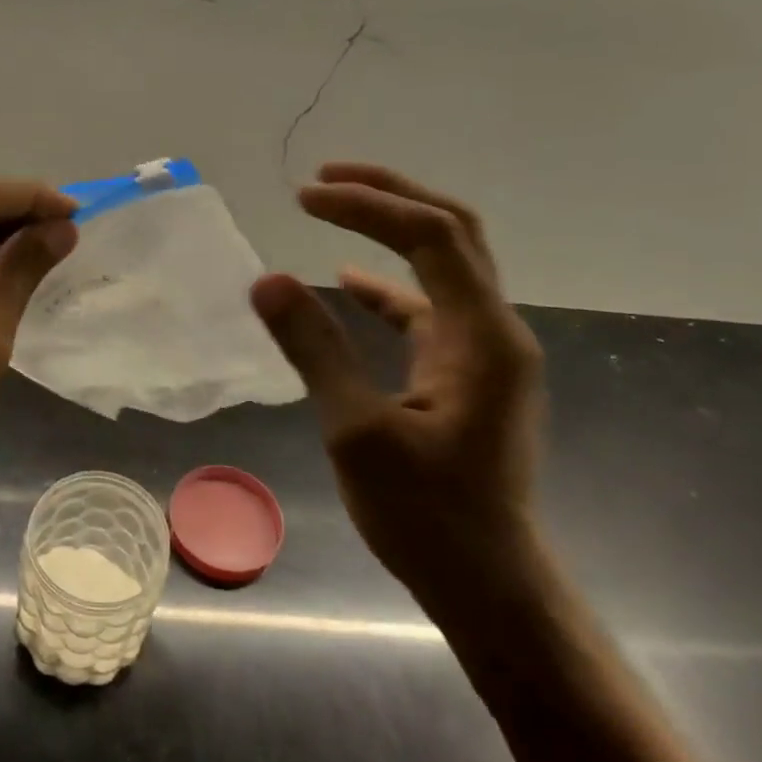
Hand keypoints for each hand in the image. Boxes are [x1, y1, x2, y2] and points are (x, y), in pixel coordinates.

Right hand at [250, 162, 544, 609]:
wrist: (487, 584)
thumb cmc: (427, 517)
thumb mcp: (357, 432)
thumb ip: (315, 350)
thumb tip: (267, 281)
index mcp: (482, 337)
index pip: (431, 237)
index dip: (368, 205)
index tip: (305, 197)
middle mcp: (494, 330)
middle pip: (452, 232)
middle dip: (390, 194)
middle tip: (326, 177)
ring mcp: (483, 352)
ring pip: (443, 266)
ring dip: (391, 230)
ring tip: (332, 206)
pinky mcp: (465, 374)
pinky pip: (428, 309)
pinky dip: (388, 286)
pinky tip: (347, 283)